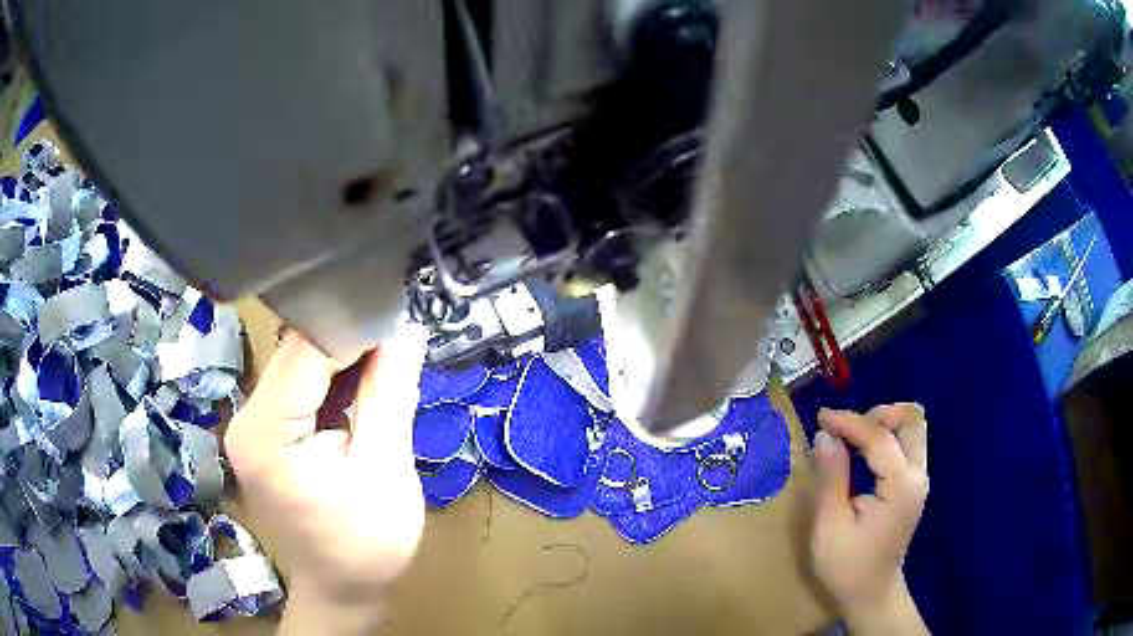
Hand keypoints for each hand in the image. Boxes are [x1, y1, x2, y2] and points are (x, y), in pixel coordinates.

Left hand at [224, 323, 428, 632]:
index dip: (354, 330)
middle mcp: (246, 419)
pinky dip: (331, 383)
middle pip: (297, 354)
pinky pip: (298, 388)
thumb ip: (389, 395)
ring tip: (387, 366)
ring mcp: (250, 426)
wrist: (341, 589)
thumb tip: (406, 330)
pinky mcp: (263, 434)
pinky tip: (361, 390)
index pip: (306, 350)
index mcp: (266, 432)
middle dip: (350, 344)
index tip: (398, 324)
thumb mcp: (386, 470)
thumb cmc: (366, 543)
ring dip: (343, 363)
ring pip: (299, 366)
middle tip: (400, 345)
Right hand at [811, 404, 929, 634]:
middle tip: (846, 428)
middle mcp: (918, 476)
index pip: (879, 436)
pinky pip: (907, 443)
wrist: (871, 594)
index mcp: (900, 487)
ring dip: (884, 423)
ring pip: (913, 427)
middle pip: (912, 418)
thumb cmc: (847, 567)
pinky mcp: (914, 484)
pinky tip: (862, 453)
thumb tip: (825, 434)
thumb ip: (831, 477)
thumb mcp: (830, 526)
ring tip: (852, 438)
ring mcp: (919, 479)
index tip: (821, 417)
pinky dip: (886, 437)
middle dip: (878, 414)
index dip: (849, 421)